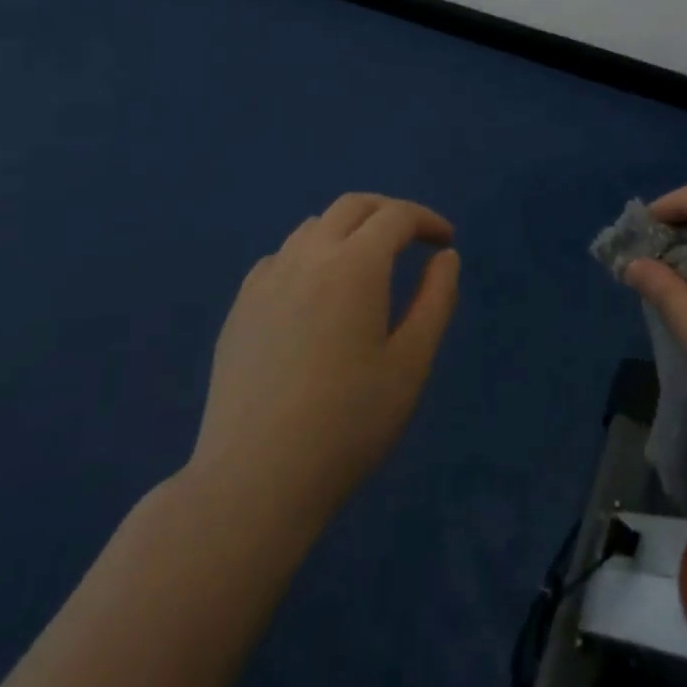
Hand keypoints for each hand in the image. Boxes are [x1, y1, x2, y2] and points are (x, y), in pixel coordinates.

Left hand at [188, 194, 460, 525]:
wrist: (255, 479)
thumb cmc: (348, 424)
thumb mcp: (411, 364)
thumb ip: (436, 300)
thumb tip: (446, 257)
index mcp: (355, 265)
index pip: (396, 216)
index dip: (426, 221)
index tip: (446, 243)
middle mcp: (308, 256)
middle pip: (352, 206)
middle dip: (388, 212)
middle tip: (412, 239)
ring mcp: (267, 279)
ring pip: (313, 227)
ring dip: (348, 231)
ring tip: (366, 266)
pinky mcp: (240, 306)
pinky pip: (281, 258)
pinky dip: (309, 256)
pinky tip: (315, 294)